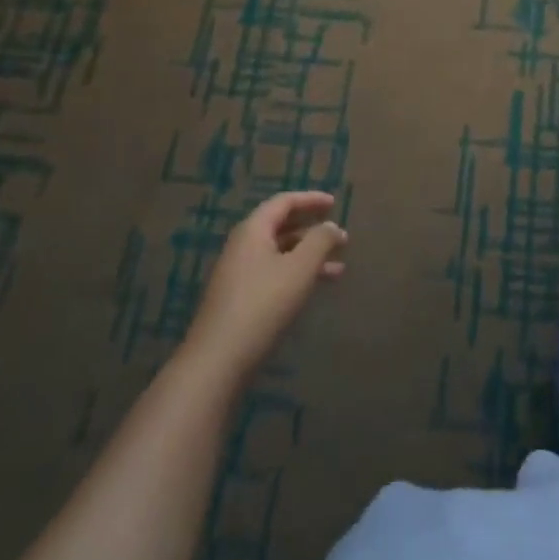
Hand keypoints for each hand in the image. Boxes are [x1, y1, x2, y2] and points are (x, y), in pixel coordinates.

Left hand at [181, 192, 347, 383]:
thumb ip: (320, 241)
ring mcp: (239, 274)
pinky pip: (274, 274)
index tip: (335, 203)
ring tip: (340, 268)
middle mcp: (243, 246)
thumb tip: (331, 226)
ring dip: (309, 256)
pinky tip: (315, 289)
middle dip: (312, 229)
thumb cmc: (263, 304)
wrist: (218, 360)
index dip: (311, 199)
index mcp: (253, 230)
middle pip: (281, 227)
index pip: (283, 202)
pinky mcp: (240, 299)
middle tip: (340, 235)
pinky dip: (297, 275)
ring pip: (280, 254)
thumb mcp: (300, 268)